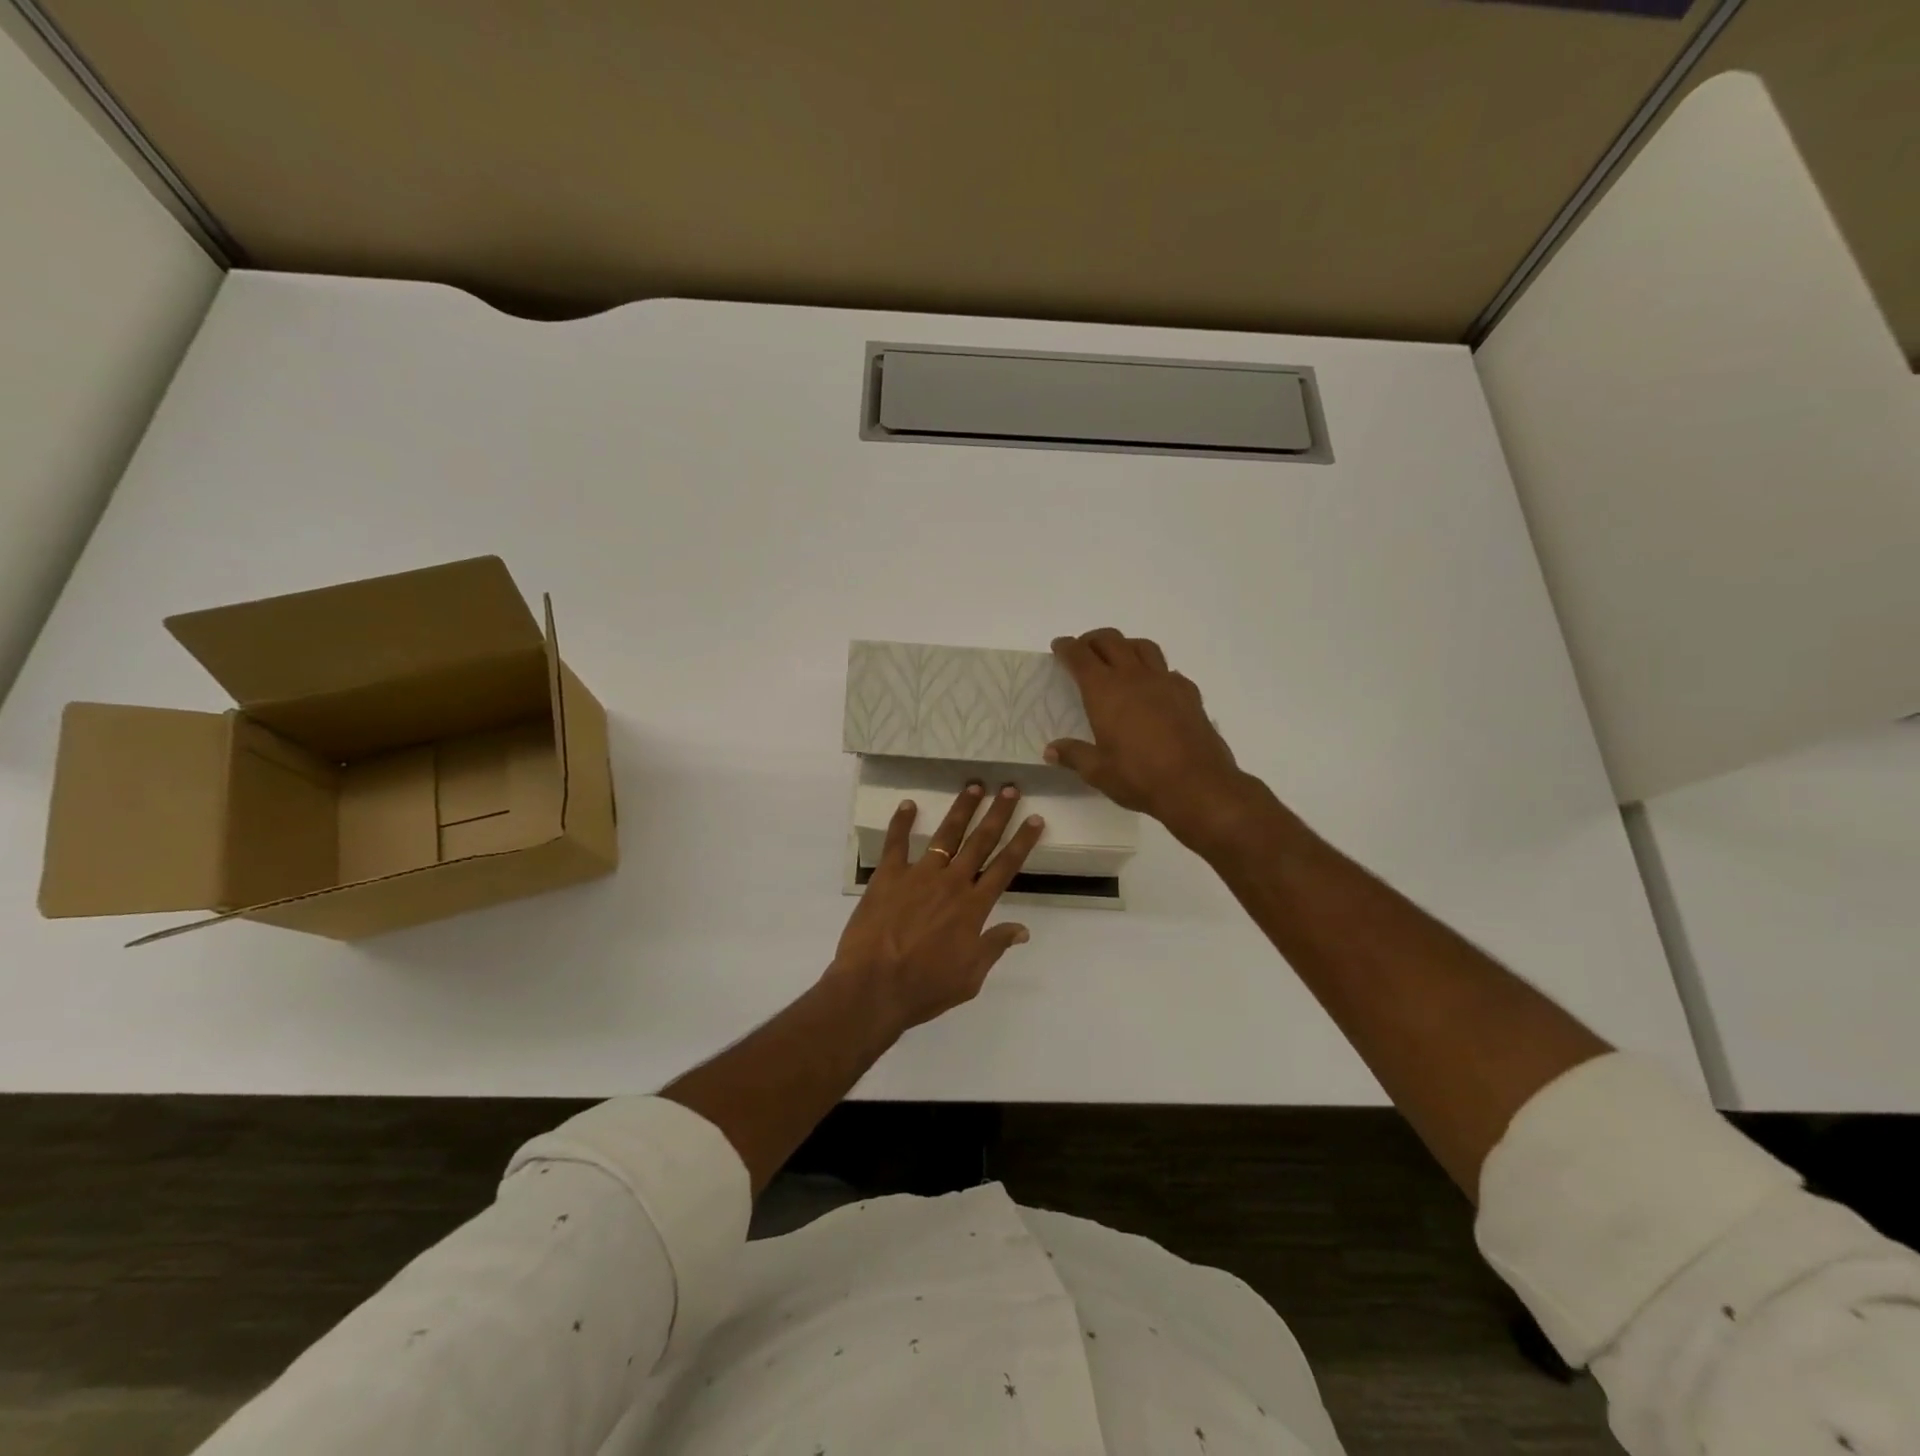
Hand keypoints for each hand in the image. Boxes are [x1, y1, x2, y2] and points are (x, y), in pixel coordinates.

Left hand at [828, 782, 1044, 1036]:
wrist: (874, 987)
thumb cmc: (925, 987)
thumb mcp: (970, 977)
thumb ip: (994, 946)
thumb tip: (1023, 929)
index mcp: (974, 907)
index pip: (1006, 866)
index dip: (1022, 841)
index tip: (1035, 819)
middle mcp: (952, 883)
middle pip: (980, 841)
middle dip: (998, 814)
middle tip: (1010, 789)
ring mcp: (919, 875)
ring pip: (946, 835)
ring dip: (961, 809)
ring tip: (974, 786)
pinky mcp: (888, 877)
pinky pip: (896, 843)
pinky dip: (902, 822)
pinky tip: (908, 804)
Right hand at [1045, 628, 1254, 849]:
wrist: (1197, 785)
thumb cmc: (1139, 777)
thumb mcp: (1098, 772)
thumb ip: (1074, 755)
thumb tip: (1051, 751)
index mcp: (1105, 691)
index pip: (1080, 656)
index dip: (1067, 647)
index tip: (1059, 645)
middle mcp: (1134, 677)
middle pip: (1111, 641)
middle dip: (1093, 640)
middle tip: (1084, 650)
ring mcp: (1165, 681)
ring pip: (1143, 646)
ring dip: (1125, 645)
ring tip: (1118, 659)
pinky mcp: (1189, 693)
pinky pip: (1168, 670)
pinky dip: (1154, 670)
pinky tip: (1153, 687)